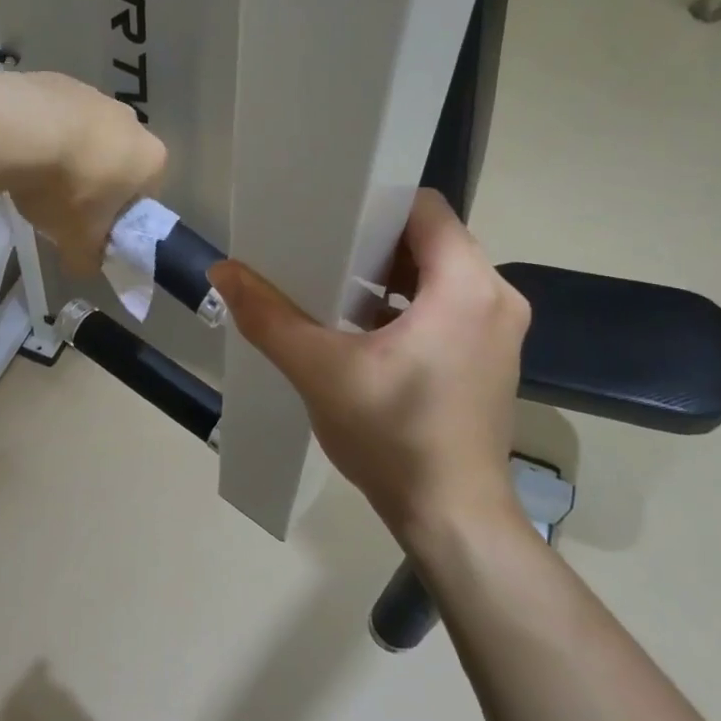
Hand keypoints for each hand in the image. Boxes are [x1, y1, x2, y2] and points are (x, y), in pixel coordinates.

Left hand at [0, 71, 167, 274]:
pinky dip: (42, 131)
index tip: (91, 228)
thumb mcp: (78, 240)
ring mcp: (95, 95)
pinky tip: (19, 150)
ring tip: (33, 177)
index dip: (118, 216)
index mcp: (150, 160)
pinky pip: (55, 115)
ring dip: (67, 155)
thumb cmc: (65, 189)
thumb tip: (85, 267)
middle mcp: (131, 121)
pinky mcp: (59, 80)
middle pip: (117, 161)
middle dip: (94, 183)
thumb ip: (88, 258)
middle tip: (61, 206)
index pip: (144, 195)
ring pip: (86, 135)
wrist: (17, 129)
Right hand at [211, 190, 529, 543]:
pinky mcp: (489, 357)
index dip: (374, 203)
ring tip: (331, 285)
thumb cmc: (392, 436)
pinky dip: (405, 305)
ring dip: (387, 275)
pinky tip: (358, 327)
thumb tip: (222, 270)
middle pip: (430, 241)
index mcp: (466, 288)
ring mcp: (498, 330)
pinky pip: (447, 306)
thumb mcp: (319, 371)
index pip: (424, 209)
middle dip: (372, 240)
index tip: (327, 212)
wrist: (451, 516)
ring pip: (438, 275)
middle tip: (318, 248)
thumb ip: (268, 316)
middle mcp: (496, 297)